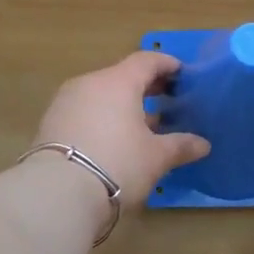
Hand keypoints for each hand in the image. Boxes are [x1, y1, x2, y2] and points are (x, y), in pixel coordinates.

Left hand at [32, 51, 210, 204]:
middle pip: (122, 76)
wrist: (57, 193)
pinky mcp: (51, 123)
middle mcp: (89, 83)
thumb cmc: (118, 164)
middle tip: (166, 98)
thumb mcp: (156, 157)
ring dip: (122, 103)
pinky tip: (114, 138)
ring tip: (142, 123)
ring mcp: (65, 102)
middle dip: (145, 86)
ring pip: (101, 94)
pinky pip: (84, 110)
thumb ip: (180, 146)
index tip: (181, 74)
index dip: (167, 65)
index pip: (146, 61)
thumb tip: (203, 144)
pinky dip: (103, 116)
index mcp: (118, 82)